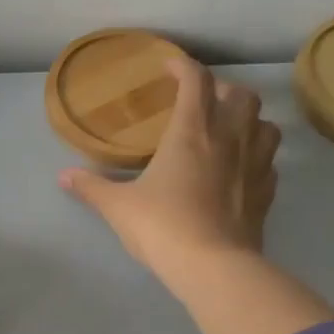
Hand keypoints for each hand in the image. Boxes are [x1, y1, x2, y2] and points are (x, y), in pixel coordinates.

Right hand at [59, 56, 280, 285]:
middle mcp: (229, 139)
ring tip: (229, 131)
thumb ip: (91, 187)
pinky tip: (241, 169)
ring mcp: (254, 165)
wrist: (213, 267)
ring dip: (250, 120)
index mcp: (191, 132)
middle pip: (242, 95)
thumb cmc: (162, 226)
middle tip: (202, 102)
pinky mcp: (266, 193)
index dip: (183, 66)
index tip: (168, 66)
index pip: (196, 80)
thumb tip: (63, 176)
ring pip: (266, 124)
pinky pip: (270, 162)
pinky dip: (258, 157)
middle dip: (223, 90)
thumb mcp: (118, 206)